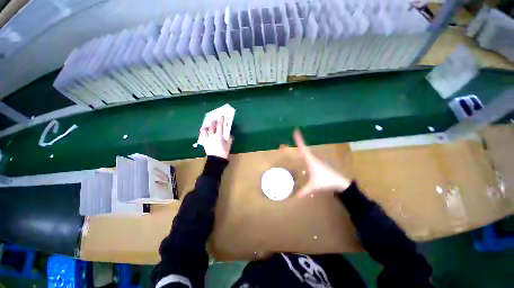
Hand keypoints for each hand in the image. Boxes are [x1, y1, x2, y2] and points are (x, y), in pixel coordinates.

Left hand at [199, 117, 232, 158]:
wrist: (216, 160)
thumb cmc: (223, 152)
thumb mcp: (228, 145)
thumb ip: (230, 139)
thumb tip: (230, 135)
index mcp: (219, 136)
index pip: (219, 126)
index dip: (220, 120)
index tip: (221, 116)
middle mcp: (212, 136)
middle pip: (211, 127)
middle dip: (213, 122)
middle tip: (215, 120)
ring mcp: (207, 139)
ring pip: (204, 130)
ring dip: (205, 126)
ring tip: (207, 126)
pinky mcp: (204, 143)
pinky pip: (202, 136)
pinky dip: (203, 133)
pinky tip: (204, 133)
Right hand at [294, 129, 350, 197]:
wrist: (340, 183)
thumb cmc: (326, 182)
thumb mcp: (313, 186)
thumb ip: (305, 191)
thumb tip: (297, 196)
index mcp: (311, 160)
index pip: (303, 148)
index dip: (299, 140)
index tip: (296, 131)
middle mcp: (314, 158)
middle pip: (305, 148)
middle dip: (300, 142)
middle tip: (295, 135)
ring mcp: (317, 160)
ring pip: (308, 151)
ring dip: (303, 148)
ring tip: (298, 146)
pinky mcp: (320, 163)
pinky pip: (310, 155)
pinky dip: (306, 153)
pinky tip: (304, 157)